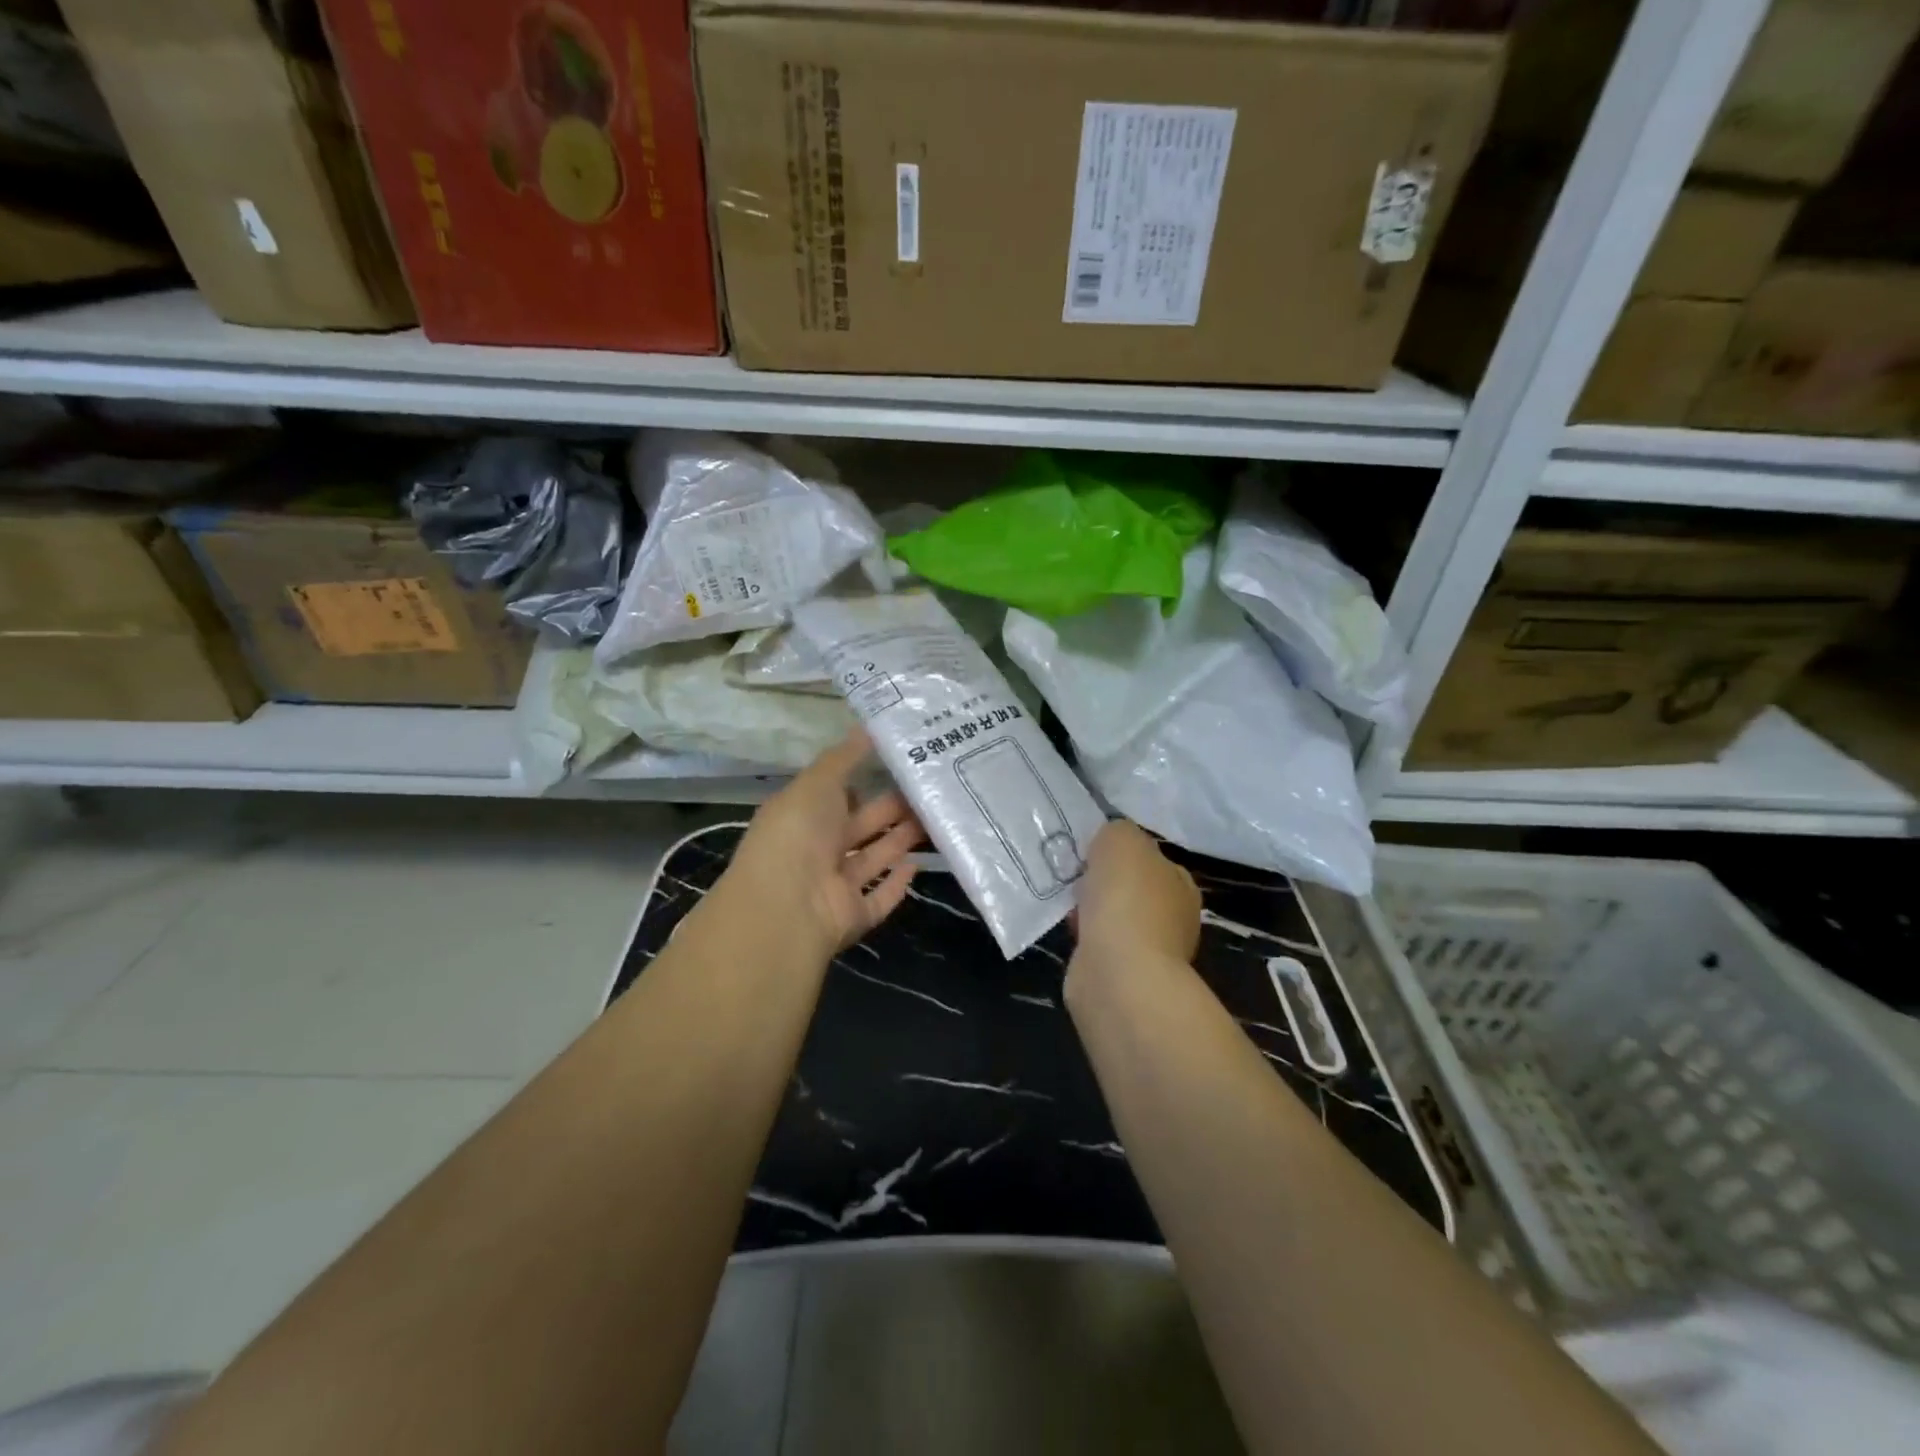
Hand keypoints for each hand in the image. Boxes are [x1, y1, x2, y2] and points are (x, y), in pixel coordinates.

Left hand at [718, 729, 925, 960]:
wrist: (787, 906)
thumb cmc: (798, 833)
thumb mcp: (818, 782)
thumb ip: (844, 757)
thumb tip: (868, 727)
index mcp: (801, 816)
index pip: (835, 795)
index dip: (864, 780)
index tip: (900, 763)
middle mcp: (816, 850)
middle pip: (860, 826)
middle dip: (891, 809)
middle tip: (930, 789)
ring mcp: (834, 886)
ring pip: (874, 858)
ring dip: (900, 840)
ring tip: (936, 818)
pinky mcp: (853, 916)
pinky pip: (879, 898)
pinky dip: (897, 884)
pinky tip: (918, 865)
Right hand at [1072, 820, 1201, 967]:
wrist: (1118, 972)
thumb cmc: (1126, 898)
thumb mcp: (1120, 838)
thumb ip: (1117, 832)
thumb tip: (1109, 843)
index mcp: (1181, 883)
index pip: (1151, 858)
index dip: (1121, 853)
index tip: (1092, 851)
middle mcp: (1173, 916)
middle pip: (1131, 888)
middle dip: (1104, 883)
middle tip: (1076, 875)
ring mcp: (1150, 950)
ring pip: (1113, 917)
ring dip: (1091, 910)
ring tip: (1066, 902)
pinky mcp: (1124, 974)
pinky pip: (1099, 943)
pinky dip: (1084, 937)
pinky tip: (1069, 929)